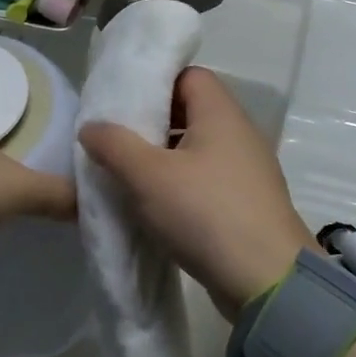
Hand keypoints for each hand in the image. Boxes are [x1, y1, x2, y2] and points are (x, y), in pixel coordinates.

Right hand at [78, 67, 318, 319]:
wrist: (265, 281)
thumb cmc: (205, 214)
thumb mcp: (148, 176)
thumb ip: (114, 145)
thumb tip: (90, 126)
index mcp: (221, 114)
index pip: (188, 75)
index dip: (154, 83)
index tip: (121, 103)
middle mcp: (240, 135)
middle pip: (191, 113)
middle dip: (151, 124)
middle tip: (115, 141)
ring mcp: (247, 172)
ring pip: (197, 151)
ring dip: (164, 160)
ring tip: (127, 175)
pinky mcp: (247, 205)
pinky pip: (206, 182)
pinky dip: (181, 187)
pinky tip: (155, 207)